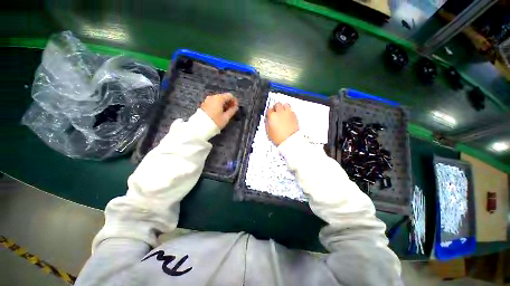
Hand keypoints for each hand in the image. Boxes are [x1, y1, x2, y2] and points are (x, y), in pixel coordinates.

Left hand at [200, 93, 238, 128]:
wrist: (200, 127)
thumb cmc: (215, 122)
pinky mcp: (204, 104)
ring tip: (225, 112)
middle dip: (229, 102)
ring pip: (218, 99)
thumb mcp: (226, 117)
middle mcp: (213, 97)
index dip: (234, 101)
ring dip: (223, 104)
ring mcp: (207, 100)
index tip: (236, 108)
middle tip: (231, 110)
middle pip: (223, 96)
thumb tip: (235, 107)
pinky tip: (219, 112)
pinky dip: (218, 105)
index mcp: (219, 98)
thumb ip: (232, 111)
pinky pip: (213, 102)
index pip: (230, 95)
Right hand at [266, 102, 298, 145]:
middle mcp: (280, 113)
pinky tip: (288, 116)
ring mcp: (288, 113)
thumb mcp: (268, 132)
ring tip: (282, 111)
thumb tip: (267, 121)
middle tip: (275, 111)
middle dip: (276, 107)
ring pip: (286, 104)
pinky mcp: (294, 116)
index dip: (269, 112)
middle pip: (277, 104)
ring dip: (283, 107)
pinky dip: (289, 112)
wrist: (290, 141)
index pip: (269, 109)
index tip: (269, 115)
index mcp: (272, 116)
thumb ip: (267, 124)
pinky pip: (291, 110)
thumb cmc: (280, 138)